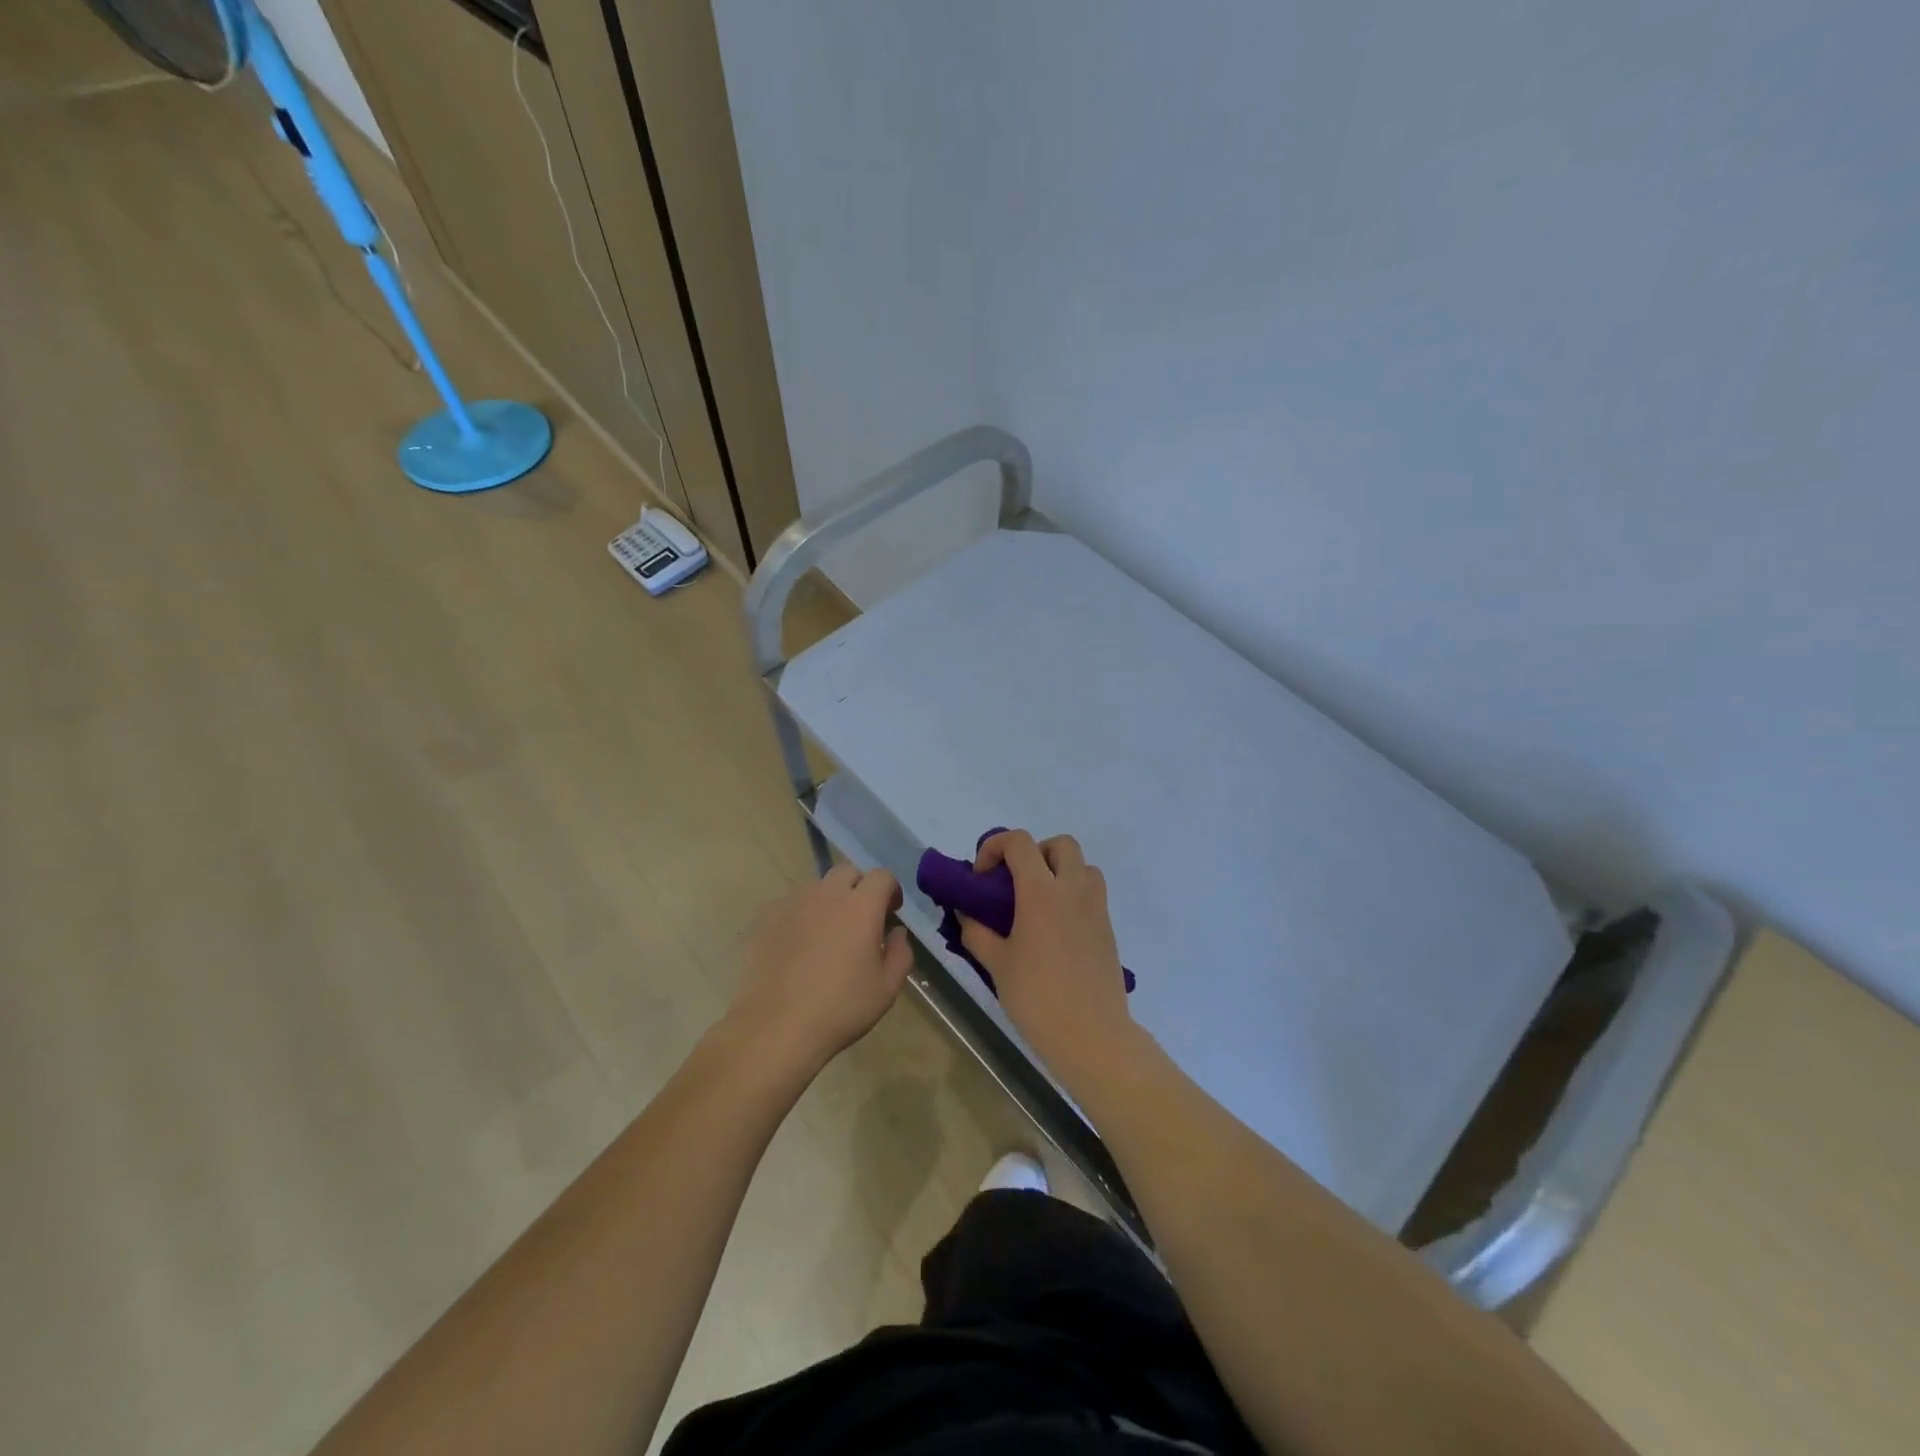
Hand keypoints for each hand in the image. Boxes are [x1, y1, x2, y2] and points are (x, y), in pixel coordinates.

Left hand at [727, 866, 914, 1079]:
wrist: (776, 1028)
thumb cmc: (840, 1009)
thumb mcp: (887, 989)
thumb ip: (901, 953)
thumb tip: (897, 932)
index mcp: (861, 907)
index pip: (882, 876)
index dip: (891, 890)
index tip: (891, 913)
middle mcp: (827, 895)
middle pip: (847, 872)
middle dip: (859, 887)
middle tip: (861, 919)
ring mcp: (793, 903)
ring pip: (817, 886)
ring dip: (829, 899)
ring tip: (828, 932)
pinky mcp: (766, 918)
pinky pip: (790, 904)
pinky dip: (801, 914)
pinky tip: (798, 944)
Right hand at [959, 831, 1134, 1069]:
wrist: (1092, 1034)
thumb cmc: (1037, 997)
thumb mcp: (996, 964)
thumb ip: (976, 932)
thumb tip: (966, 913)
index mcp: (1041, 892)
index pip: (1019, 842)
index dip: (994, 847)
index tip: (982, 877)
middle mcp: (1073, 889)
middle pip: (1060, 844)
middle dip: (1034, 852)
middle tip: (1015, 884)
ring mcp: (1096, 907)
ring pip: (1082, 865)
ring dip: (1058, 871)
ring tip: (1037, 903)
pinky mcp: (1108, 927)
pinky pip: (1091, 892)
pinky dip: (1072, 894)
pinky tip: (1055, 929)